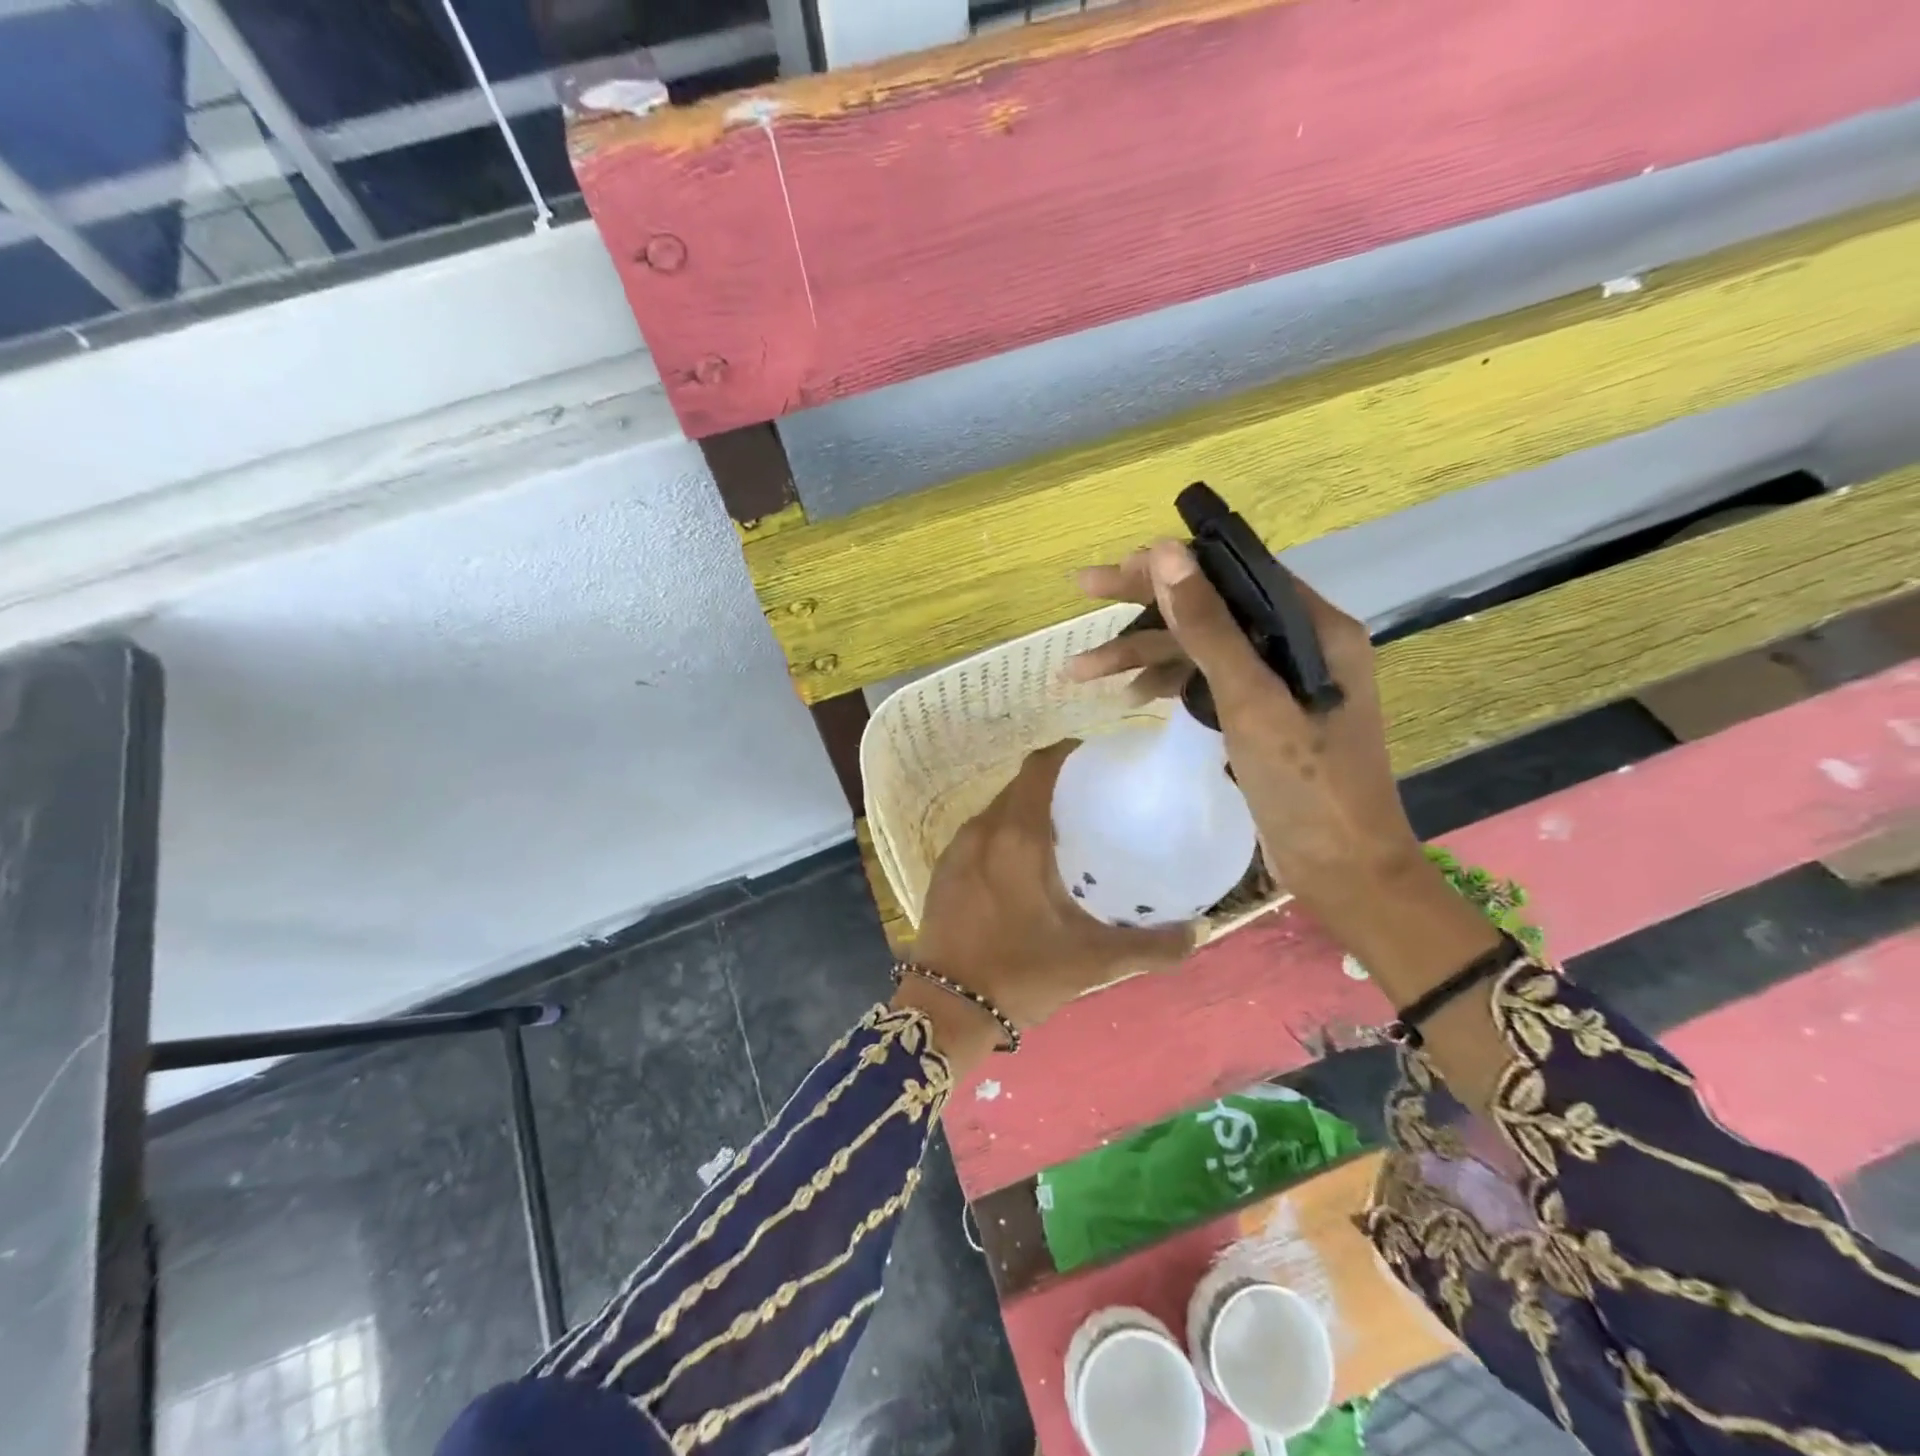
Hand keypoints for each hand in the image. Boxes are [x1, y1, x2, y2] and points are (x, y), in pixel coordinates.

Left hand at [907, 741, 1196, 1048]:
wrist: (945, 1009)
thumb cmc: (1020, 974)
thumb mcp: (1093, 962)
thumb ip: (1149, 946)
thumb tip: (1195, 932)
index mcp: (1016, 836)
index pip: (1039, 767)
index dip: (1067, 753)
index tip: (1097, 761)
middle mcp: (983, 830)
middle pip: (1019, 786)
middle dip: (1053, 785)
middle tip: (1091, 802)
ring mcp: (957, 849)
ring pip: (998, 810)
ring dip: (1028, 811)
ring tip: (1063, 833)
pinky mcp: (943, 871)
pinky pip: (981, 835)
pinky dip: (1005, 834)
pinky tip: (1026, 867)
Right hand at [1067, 541, 1513, 1111]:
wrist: (1343, 872)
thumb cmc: (1307, 787)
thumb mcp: (1252, 702)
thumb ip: (1209, 628)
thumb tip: (1165, 554)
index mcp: (1314, 627)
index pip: (1233, 572)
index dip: (1169, 567)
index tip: (1111, 573)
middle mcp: (1299, 643)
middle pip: (1211, 607)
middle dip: (1143, 607)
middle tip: (1083, 591)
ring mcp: (1279, 681)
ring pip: (1201, 648)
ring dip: (1143, 654)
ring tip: (1080, 671)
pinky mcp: (1262, 715)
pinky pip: (1206, 682)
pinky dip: (1168, 684)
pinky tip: (1131, 696)